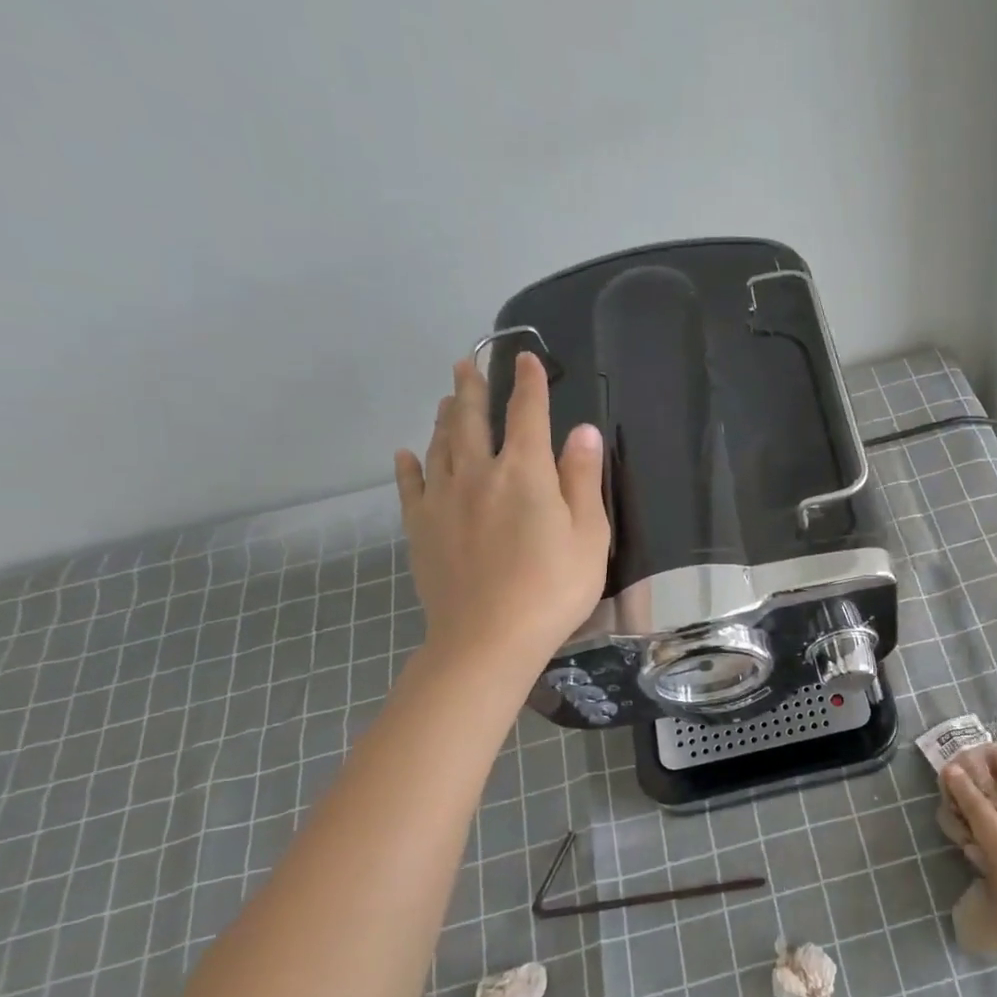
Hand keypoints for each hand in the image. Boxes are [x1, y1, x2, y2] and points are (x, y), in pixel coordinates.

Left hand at [395, 352, 609, 670]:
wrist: (489, 638)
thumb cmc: (554, 588)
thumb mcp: (589, 535)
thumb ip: (583, 478)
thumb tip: (582, 430)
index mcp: (525, 472)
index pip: (528, 414)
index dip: (530, 383)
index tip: (528, 358)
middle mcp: (479, 473)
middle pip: (473, 419)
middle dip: (474, 388)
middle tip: (468, 363)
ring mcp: (443, 499)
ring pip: (440, 445)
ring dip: (445, 417)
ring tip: (447, 398)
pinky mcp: (421, 527)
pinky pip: (410, 485)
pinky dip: (409, 464)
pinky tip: (406, 452)